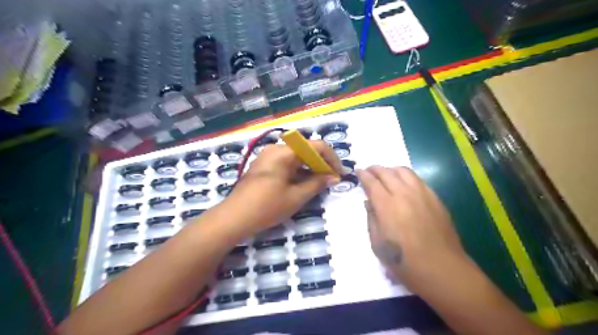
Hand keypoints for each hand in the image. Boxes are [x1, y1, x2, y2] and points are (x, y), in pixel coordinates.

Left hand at [221, 140, 340, 235]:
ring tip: (321, 182)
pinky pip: (286, 163)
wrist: (234, 217)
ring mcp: (268, 156)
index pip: (316, 146)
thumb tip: (333, 177)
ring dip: (310, 167)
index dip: (331, 159)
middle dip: (321, 163)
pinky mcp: (264, 165)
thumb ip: (317, 183)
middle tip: (331, 179)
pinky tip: (304, 183)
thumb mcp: (296, 196)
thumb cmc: (267, 207)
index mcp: (284, 152)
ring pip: (296, 157)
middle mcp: (276, 149)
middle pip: (305, 150)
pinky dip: (298, 171)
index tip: (339, 174)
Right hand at [354, 166, 466, 290]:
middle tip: (369, 171)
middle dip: (375, 169)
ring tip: (386, 174)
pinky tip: (404, 183)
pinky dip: (406, 176)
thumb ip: (372, 219)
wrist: (442, 269)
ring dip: (391, 169)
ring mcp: (422, 194)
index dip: (363, 175)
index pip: (372, 183)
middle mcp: (404, 194)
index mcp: (387, 206)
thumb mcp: (378, 244)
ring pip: (404, 171)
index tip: (358, 171)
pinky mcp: (435, 199)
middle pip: (387, 173)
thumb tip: (369, 202)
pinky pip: (418, 179)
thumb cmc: (404, 261)